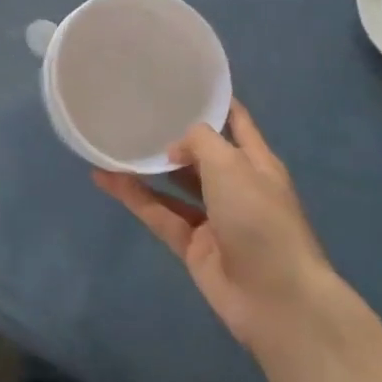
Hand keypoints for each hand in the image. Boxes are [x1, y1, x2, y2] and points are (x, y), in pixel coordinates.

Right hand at [93, 101, 333, 350]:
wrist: (276, 299)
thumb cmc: (260, 219)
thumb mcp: (232, 165)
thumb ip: (199, 142)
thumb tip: (174, 149)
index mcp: (256, 163)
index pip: (236, 122)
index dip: (214, 103)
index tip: (182, 83)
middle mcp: (236, 187)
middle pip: (201, 155)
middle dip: (173, 136)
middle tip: (135, 112)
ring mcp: (214, 219)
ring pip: (174, 186)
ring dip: (147, 168)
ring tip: (113, 144)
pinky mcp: (193, 246)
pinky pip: (159, 214)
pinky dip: (134, 198)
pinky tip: (105, 179)